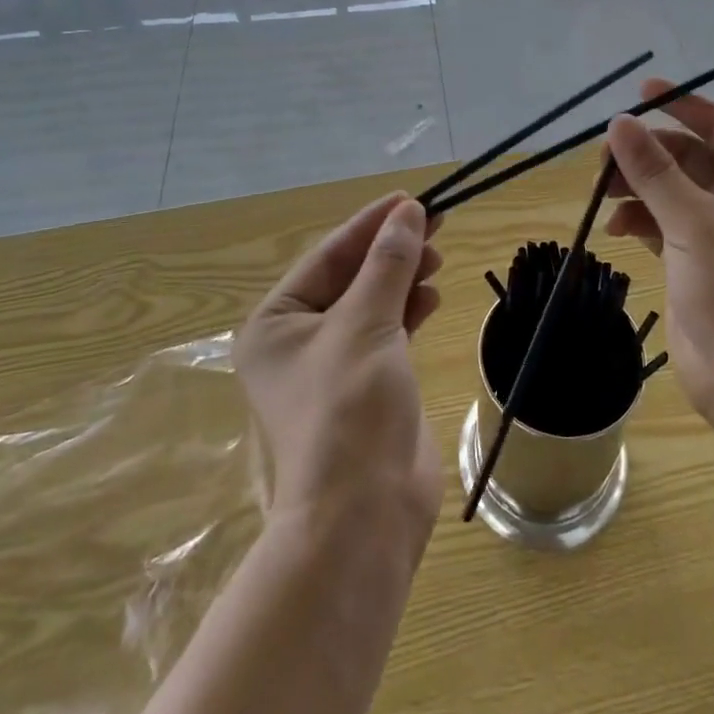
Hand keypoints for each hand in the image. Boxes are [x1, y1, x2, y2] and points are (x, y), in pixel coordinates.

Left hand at [235, 193, 444, 536]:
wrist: (364, 514)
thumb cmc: (350, 408)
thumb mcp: (367, 322)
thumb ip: (389, 262)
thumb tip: (410, 210)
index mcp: (276, 322)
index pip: (328, 255)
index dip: (371, 224)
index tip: (412, 198)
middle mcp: (297, 340)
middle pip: (350, 276)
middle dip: (392, 250)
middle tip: (436, 223)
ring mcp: (332, 365)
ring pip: (371, 302)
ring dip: (403, 277)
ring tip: (438, 258)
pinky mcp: (365, 385)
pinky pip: (387, 331)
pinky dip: (409, 310)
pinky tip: (432, 297)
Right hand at [603, 81, 713, 426]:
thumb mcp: (691, 220)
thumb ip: (653, 169)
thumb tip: (618, 123)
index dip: (682, 105)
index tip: (641, 91)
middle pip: (689, 157)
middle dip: (647, 154)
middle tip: (603, 155)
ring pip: (671, 190)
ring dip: (637, 187)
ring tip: (601, 191)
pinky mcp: (696, 259)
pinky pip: (662, 222)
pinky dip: (638, 219)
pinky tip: (614, 227)